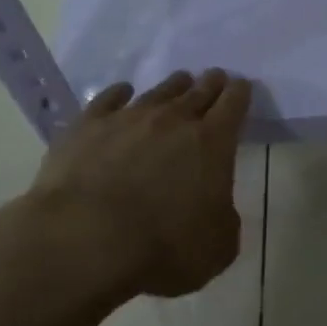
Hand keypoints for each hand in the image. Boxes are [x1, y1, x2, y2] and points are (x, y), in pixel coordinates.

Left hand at [26, 69, 251, 300]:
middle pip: (199, 90)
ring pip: (158, 92)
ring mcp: (128, 118)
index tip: (242, 87)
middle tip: (215, 77)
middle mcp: (173, 120)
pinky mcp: (87, 126)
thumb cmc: (162, 248)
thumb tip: (215, 208)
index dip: (240, 94)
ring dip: (173, 86)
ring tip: (179, 82)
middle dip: (211, 83)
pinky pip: (109, 99)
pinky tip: (122, 92)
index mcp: (212, 143)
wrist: (84, 240)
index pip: (234, 104)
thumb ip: (224, 219)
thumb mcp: (218, 248)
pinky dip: (120, 94)